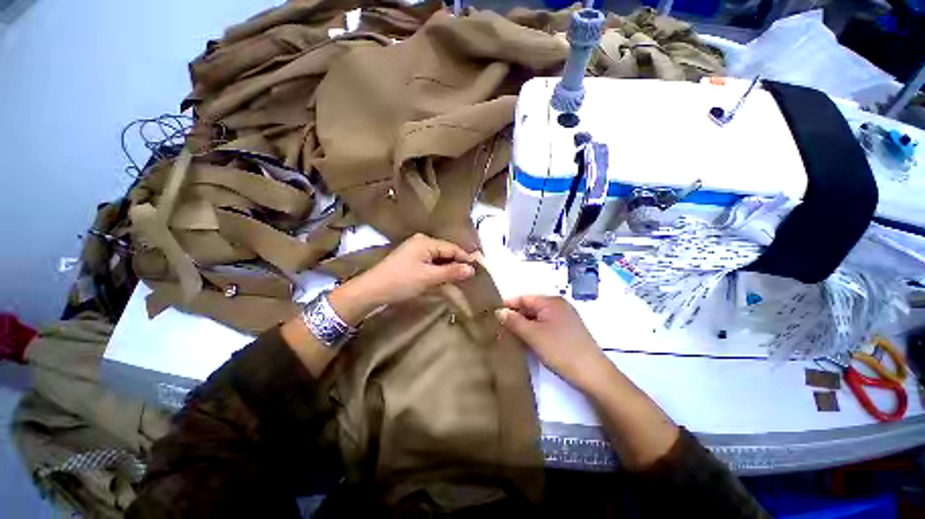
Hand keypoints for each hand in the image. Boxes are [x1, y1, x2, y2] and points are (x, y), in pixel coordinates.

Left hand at [329, 234, 476, 325]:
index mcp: (426, 242)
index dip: (466, 258)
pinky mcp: (411, 260)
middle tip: (472, 275)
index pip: (452, 248)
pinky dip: (439, 270)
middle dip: (458, 263)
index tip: (479, 268)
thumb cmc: (401, 281)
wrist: (372, 290)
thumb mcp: (428, 277)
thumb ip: (451, 272)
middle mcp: (421, 242)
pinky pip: (431, 262)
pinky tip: (446, 277)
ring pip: (439, 258)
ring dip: (449, 268)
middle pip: (446, 251)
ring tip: (462, 278)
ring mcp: (415, 251)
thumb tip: (471, 269)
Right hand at [496, 295, 610, 392]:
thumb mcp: (533, 335)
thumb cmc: (560, 350)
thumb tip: (499, 311)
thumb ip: (514, 321)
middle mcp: (558, 306)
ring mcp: (564, 318)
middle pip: (530, 307)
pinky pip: (545, 326)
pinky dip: (534, 331)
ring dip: (524, 325)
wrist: (593, 374)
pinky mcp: (567, 331)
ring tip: (509, 335)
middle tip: (499, 328)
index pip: (524, 298)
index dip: (508, 305)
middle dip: (515, 316)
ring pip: (537, 318)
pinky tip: (526, 341)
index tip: (493, 315)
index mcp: (551, 301)